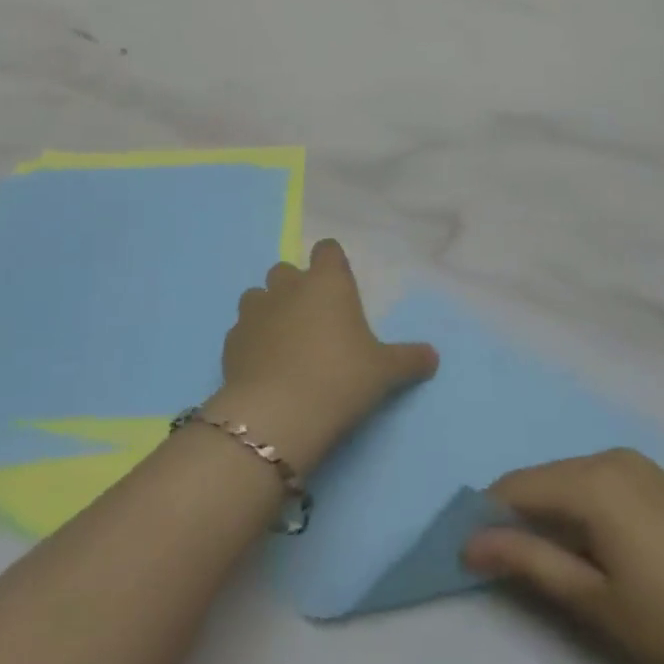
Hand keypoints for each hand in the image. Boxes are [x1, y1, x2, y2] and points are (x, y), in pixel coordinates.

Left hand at [211, 239, 437, 471]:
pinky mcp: (230, 341)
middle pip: (287, 270)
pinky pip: (241, 330)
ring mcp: (254, 311)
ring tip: (284, 341)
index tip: (340, 285)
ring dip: (269, 310)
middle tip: (314, 320)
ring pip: (257, 296)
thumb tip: (433, 356)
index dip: (333, 263)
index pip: (327, 249)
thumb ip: (409, 359)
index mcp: (327, 282)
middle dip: (297, 287)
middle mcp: (288, 287)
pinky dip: (251, 341)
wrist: (279, 414)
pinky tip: (263, 365)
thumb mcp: (384, 372)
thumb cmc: (340, 379)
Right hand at [464, 450, 663, 663]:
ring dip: (551, 513)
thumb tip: (469, 542)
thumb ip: (528, 562)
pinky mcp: (661, 481)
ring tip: (552, 562)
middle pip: (543, 479)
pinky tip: (596, 548)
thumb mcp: (594, 599)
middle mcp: (610, 458)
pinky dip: (583, 508)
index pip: (516, 486)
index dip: (487, 517)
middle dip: (518, 515)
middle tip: (509, 565)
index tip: (472, 553)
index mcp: (591, 480)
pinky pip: (602, 483)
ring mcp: (640, 466)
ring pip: (572, 480)